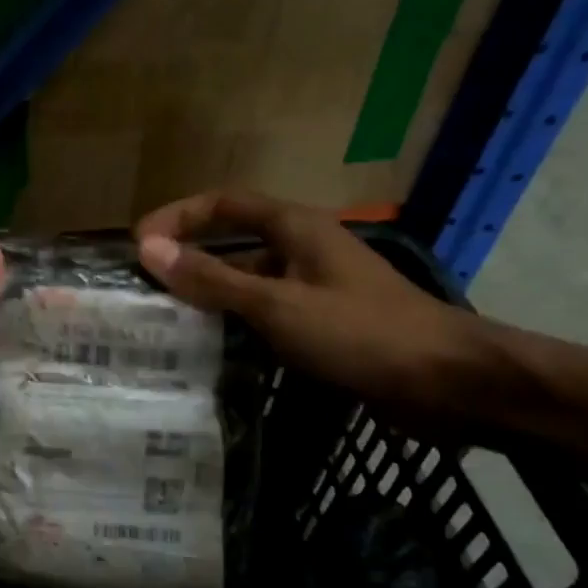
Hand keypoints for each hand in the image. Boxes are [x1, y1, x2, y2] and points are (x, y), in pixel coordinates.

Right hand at [135, 190, 485, 419]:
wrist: (448, 383)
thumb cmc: (362, 333)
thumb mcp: (278, 305)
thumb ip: (213, 278)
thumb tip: (149, 249)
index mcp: (296, 228)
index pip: (224, 204)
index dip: (178, 216)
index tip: (138, 244)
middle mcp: (303, 249)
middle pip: (234, 242)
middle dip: (189, 258)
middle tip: (144, 287)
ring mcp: (315, 288)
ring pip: (249, 282)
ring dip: (210, 295)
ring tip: (164, 321)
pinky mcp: (324, 323)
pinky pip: (267, 313)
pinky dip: (236, 324)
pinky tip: (211, 350)